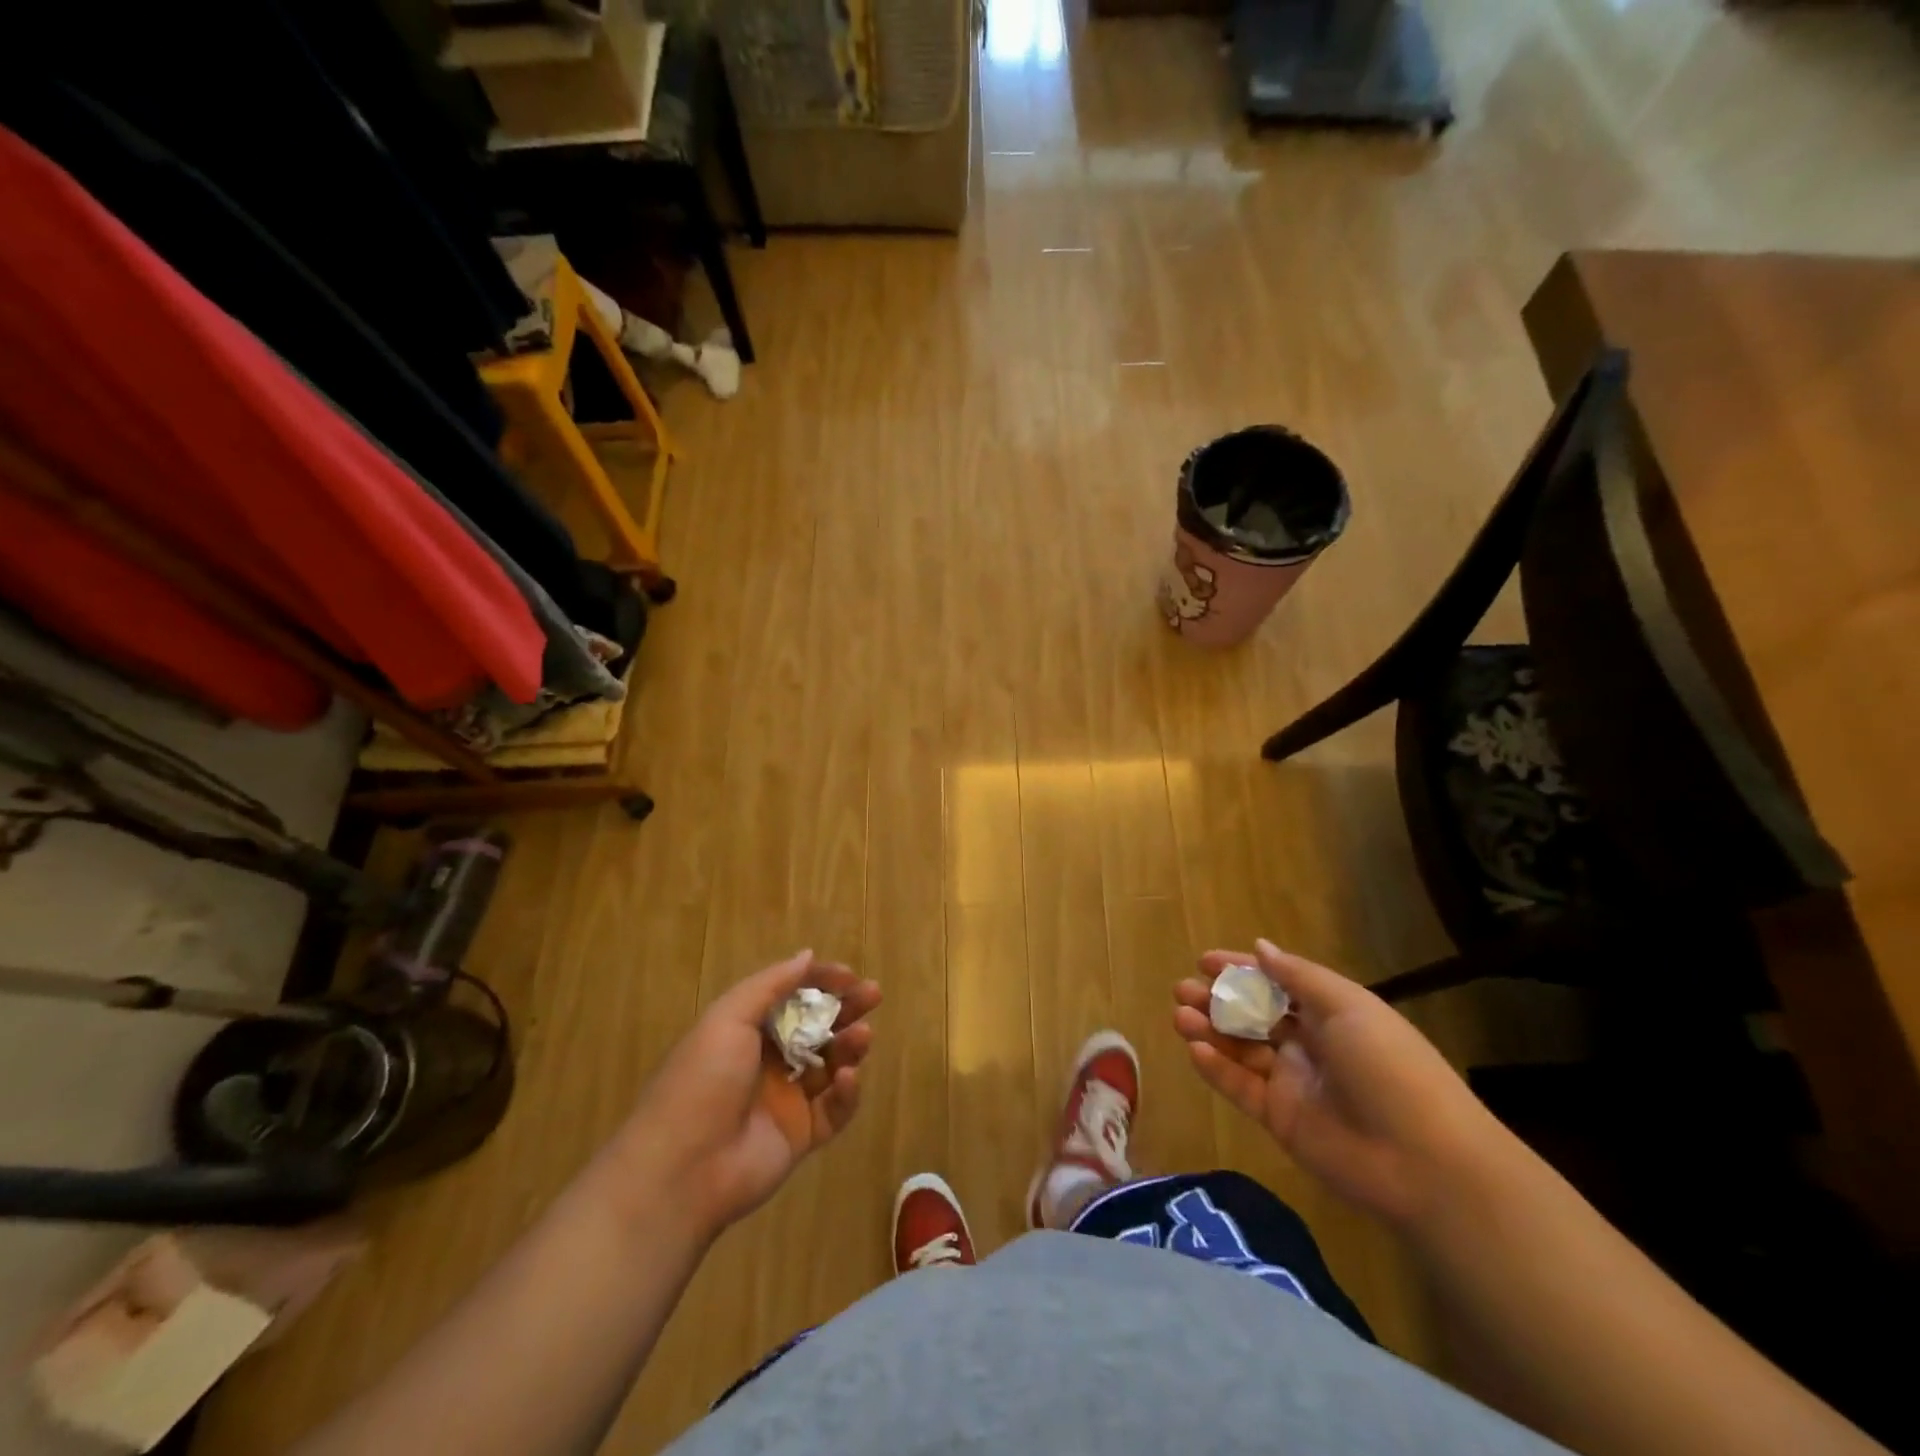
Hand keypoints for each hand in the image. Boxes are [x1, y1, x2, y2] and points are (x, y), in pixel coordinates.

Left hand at [613, 950, 879, 1239]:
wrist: (682, 1169)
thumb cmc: (703, 1080)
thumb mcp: (728, 1018)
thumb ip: (770, 985)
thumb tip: (806, 956)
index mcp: (745, 1031)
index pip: (791, 997)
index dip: (820, 982)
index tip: (849, 975)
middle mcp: (767, 1061)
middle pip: (816, 1027)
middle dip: (846, 1008)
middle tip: (873, 994)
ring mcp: (786, 1099)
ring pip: (830, 1064)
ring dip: (849, 1045)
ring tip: (863, 1035)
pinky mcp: (801, 1135)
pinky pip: (834, 1109)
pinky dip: (846, 1092)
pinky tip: (846, 1078)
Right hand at [1173, 939, 1508, 1229]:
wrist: (1424, 1161)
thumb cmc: (1389, 1067)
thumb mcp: (1347, 1007)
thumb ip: (1297, 976)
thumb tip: (1260, 947)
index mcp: (1330, 1014)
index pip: (1276, 984)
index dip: (1241, 970)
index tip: (1204, 961)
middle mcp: (1309, 1044)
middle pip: (1253, 1015)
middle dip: (1217, 999)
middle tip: (1182, 990)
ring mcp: (1293, 1082)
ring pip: (1240, 1048)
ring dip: (1209, 1030)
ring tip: (1180, 1016)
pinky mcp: (1280, 1118)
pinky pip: (1240, 1087)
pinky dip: (1215, 1068)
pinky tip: (1194, 1049)